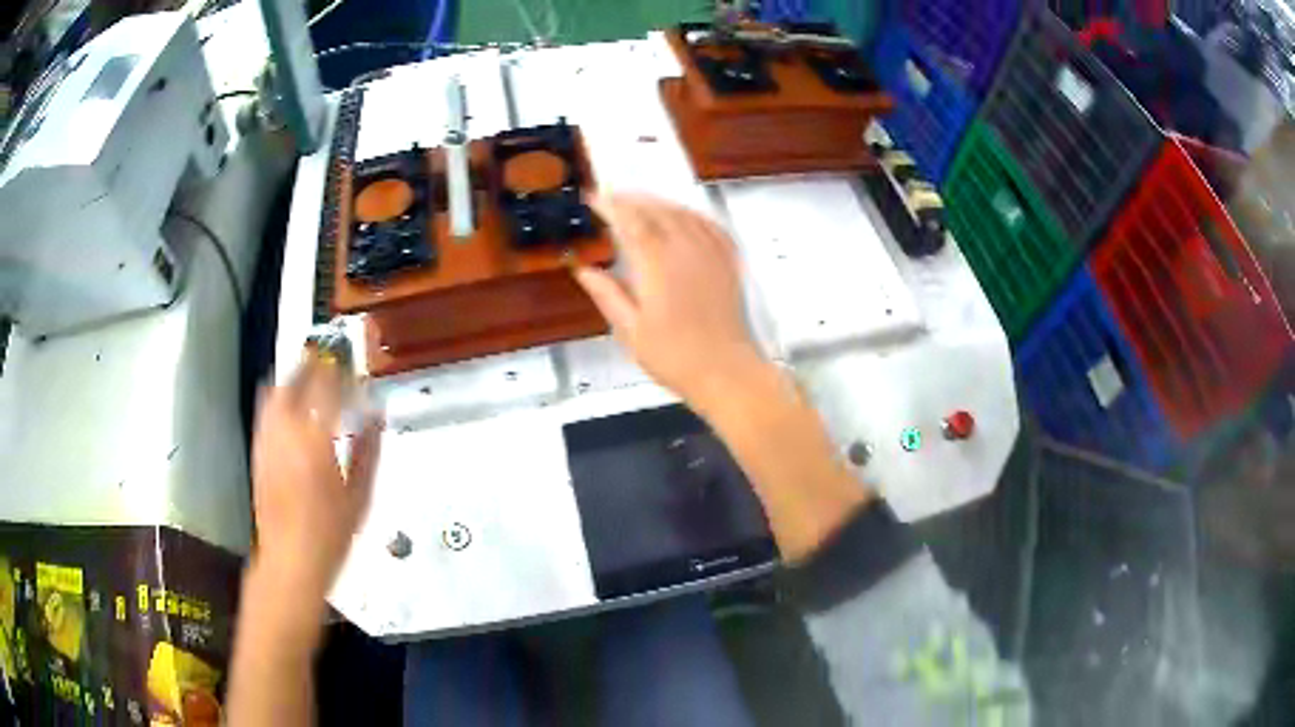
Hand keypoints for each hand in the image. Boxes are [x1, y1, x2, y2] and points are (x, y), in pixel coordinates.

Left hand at [250, 358, 380, 602]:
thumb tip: (376, 415)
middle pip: (299, 380)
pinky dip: (279, 395)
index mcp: (317, 440)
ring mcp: (268, 438)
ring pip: (278, 389)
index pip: (330, 387)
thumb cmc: (331, 533)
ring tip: (311, 374)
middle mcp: (287, 430)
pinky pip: (266, 409)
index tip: (358, 371)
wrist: (290, 558)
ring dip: (296, 375)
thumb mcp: (360, 496)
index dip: (344, 372)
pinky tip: (290, 401)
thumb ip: (369, 450)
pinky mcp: (258, 449)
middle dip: (317, 364)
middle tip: (334, 361)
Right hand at [576, 194, 769, 410]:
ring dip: (660, 203)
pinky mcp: (729, 263)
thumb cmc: (674, 357)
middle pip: (657, 211)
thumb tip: (583, 269)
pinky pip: (711, 226)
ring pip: (684, 213)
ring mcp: (712, 254)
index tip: (592, 198)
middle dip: (632, 200)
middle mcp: (686, 249)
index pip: (630, 221)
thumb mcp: (630, 331)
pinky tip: (684, 216)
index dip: (610, 206)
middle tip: (611, 197)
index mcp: (658, 264)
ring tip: (641, 201)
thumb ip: (608, 294)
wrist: (726, 372)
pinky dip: (692, 214)